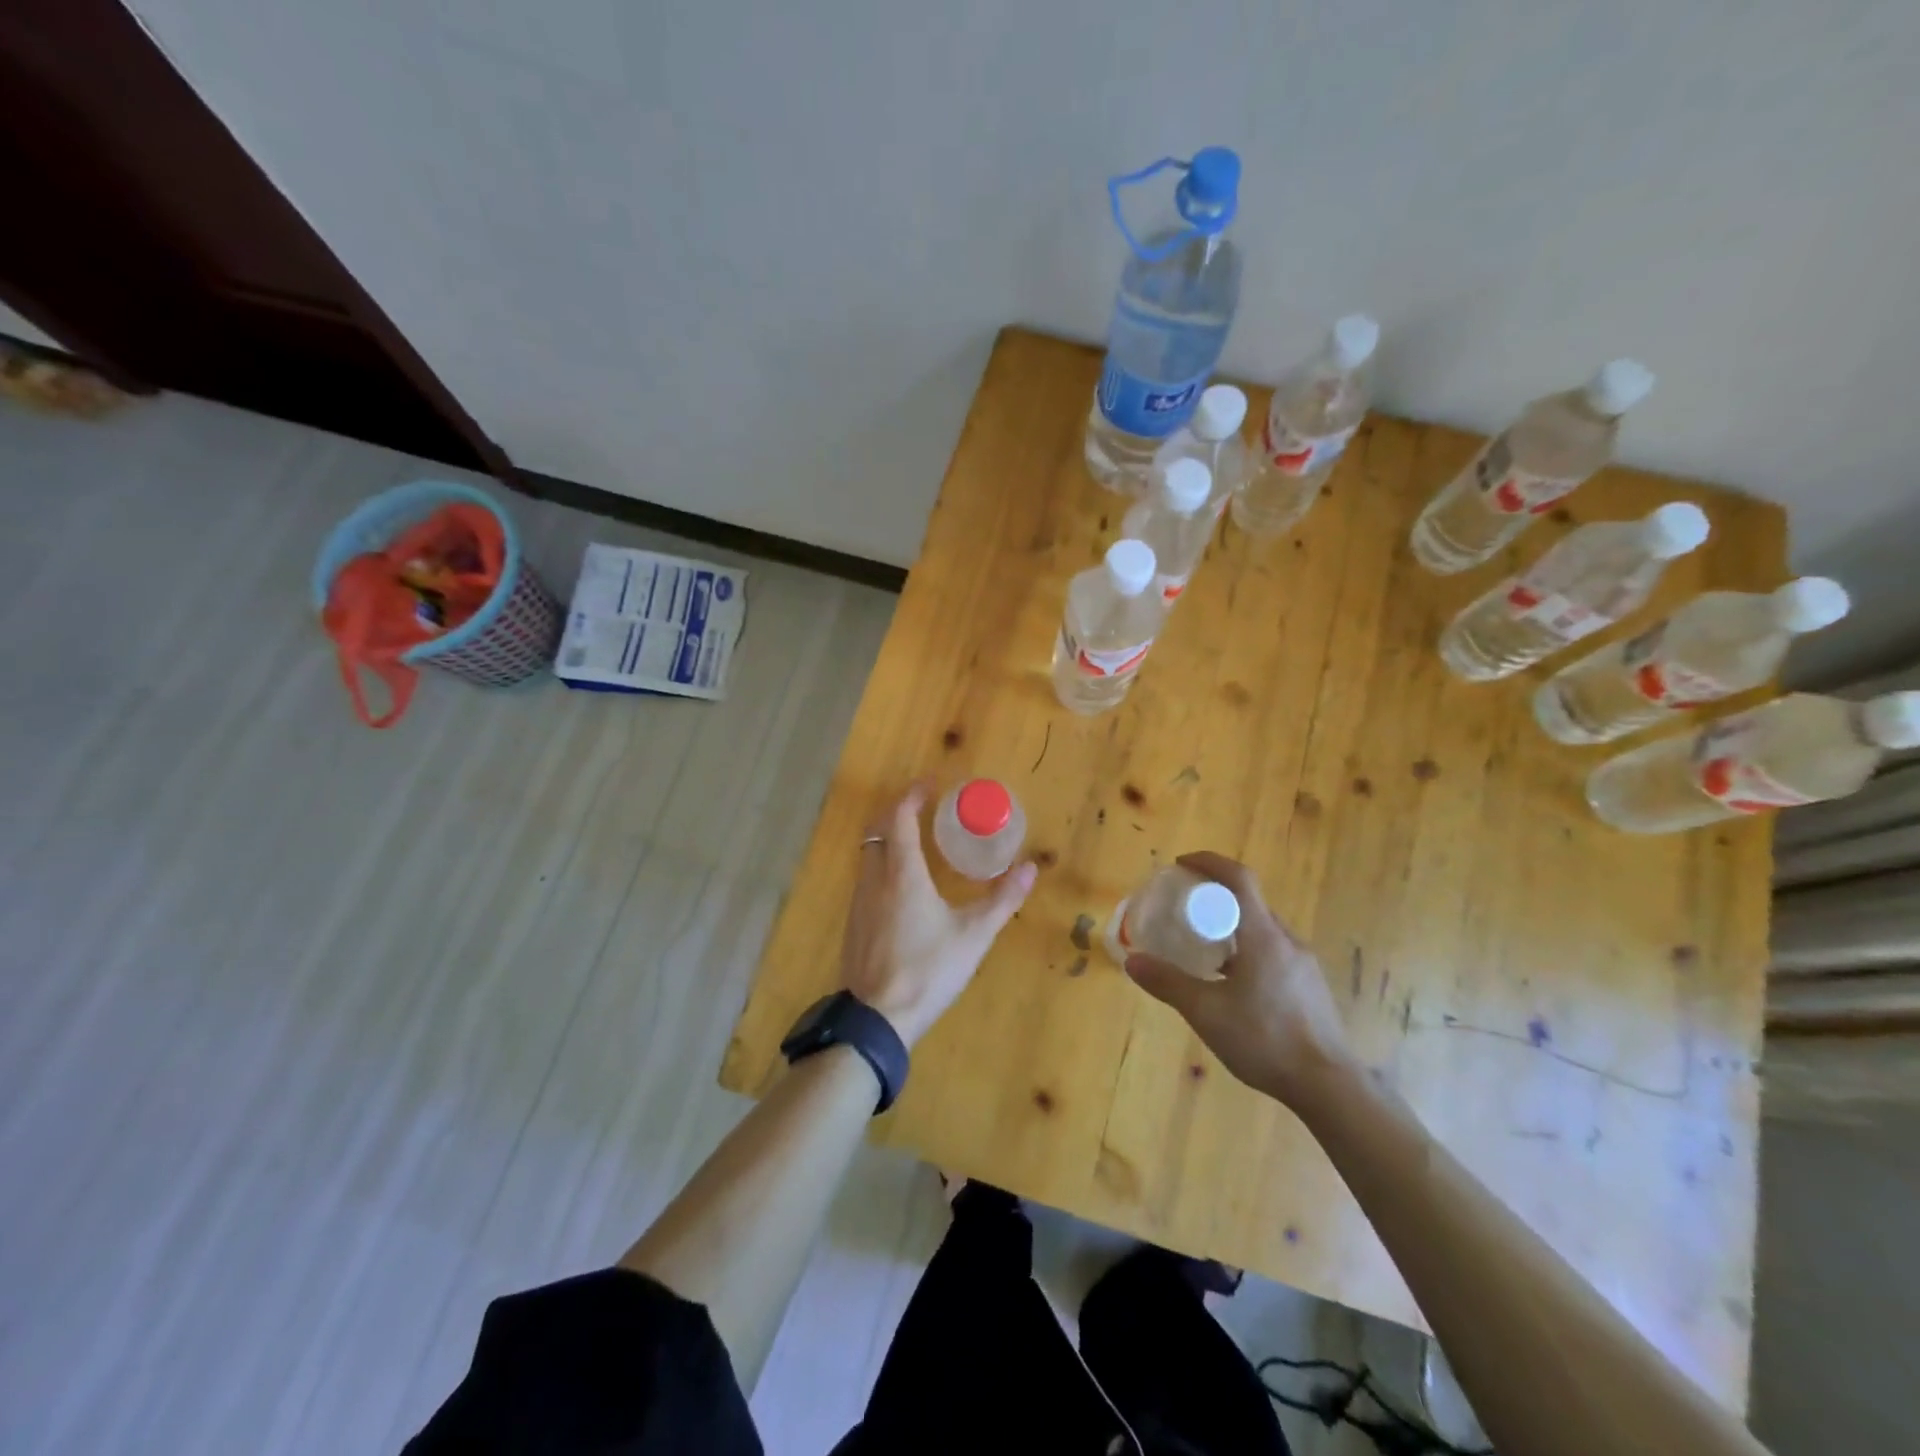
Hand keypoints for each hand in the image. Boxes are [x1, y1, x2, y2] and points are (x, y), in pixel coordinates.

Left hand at [840, 783, 1036, 1048]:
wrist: (878, 1019)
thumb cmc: (929, 970)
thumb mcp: (974, 935)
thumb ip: (1002, 899)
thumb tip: (1030, 868)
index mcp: (902, 874)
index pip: (900, 818)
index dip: (912, 796)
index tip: (930, 784)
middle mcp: (874, 880)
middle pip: (878, 831)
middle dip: (897, 813)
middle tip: (922, 809)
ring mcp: (858, 903)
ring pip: (869, 856)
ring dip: (888, 840)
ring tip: (915, 844)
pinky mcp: (853, 925)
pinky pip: (866, 880)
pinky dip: (882, 867)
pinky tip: (900, 889)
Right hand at [1124, 851, 1355, 1106]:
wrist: (1329, 1086)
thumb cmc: (1265, 1039)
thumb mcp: (1206, 1012)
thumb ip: (1168, 983)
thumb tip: (1133, 960)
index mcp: (1263, 936)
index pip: (1239, 878)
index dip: (1210, 862)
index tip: (1182, 864)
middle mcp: (1286, 941)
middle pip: (1250, 903)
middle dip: (1216, 898)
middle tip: (1185, 910)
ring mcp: (1303, 965)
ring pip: (1262, 931)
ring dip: (1232, 928)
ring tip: (1204, 950)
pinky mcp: (1310, 987)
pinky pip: (1273, 953)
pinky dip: (1247, 951)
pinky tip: (1233, 985)